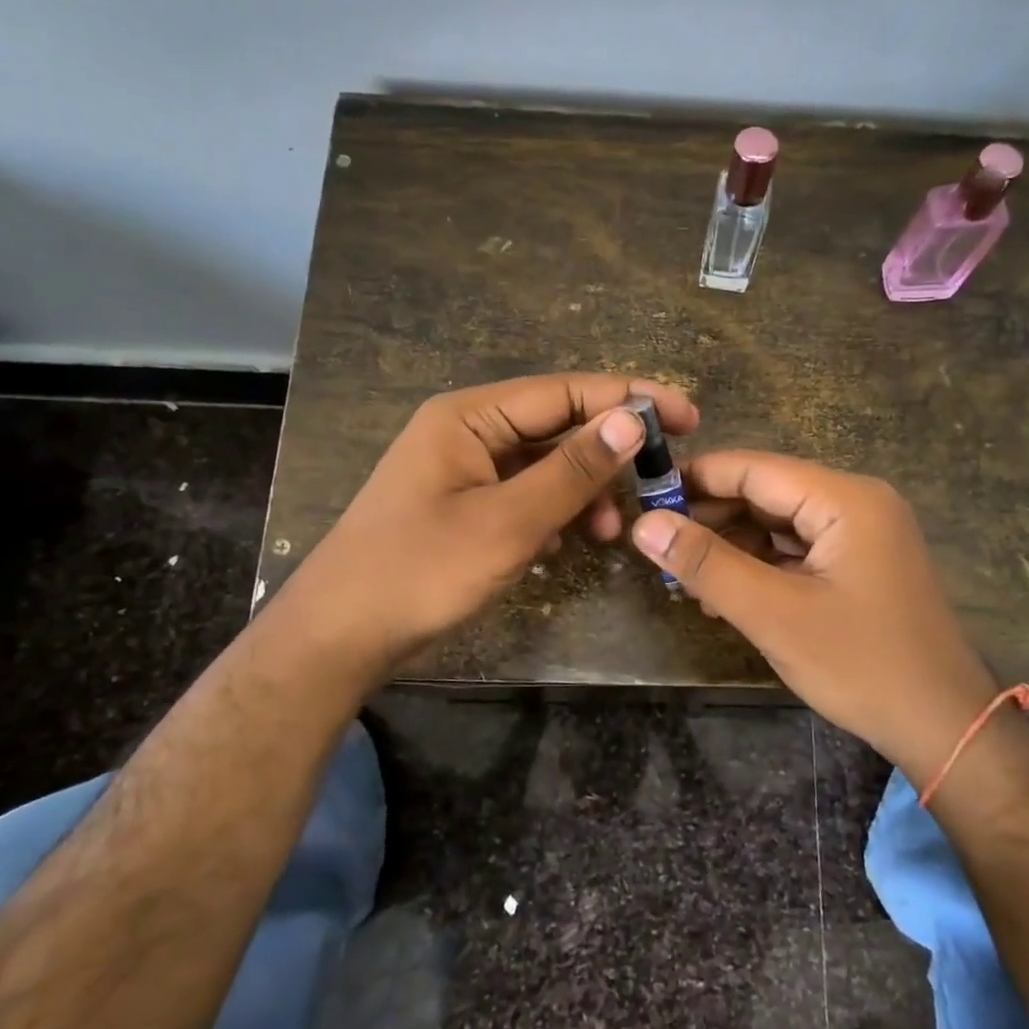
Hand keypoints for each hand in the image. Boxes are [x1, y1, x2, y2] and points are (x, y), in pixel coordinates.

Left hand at [286, 373, 697, 680]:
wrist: (341, 636)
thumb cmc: (420, 571)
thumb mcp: (507, 522)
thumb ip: (572, 470)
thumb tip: (631, 419)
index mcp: (470, 416)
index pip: (566, 392)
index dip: (629, 400)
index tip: (687, 417)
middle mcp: (468, 432)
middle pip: (557, 426)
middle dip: (609, 452)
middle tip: (662, 477)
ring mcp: (466, 471)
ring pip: (545, 466)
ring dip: (583, 492)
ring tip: (612, 531)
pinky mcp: (466, 508)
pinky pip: (525, 497)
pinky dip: (554, 515)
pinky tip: (568, 544)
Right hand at [629, 451, 997, 770]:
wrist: (945, 728)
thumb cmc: (862, 665)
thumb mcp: (774, 614)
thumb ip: (707, 564)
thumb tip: (645, 524)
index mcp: (845, 499)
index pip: (753, 469)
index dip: (695, 480)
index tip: (644, 500)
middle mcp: (856, 503)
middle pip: (766, 493)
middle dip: (711, 519)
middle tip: (659, 550)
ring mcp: (862, 534)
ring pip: (778, 524)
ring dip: (732, 547)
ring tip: (686, 580)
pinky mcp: (860, 564)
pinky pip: (798, 550)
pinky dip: (760, 567)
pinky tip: (724, 596)